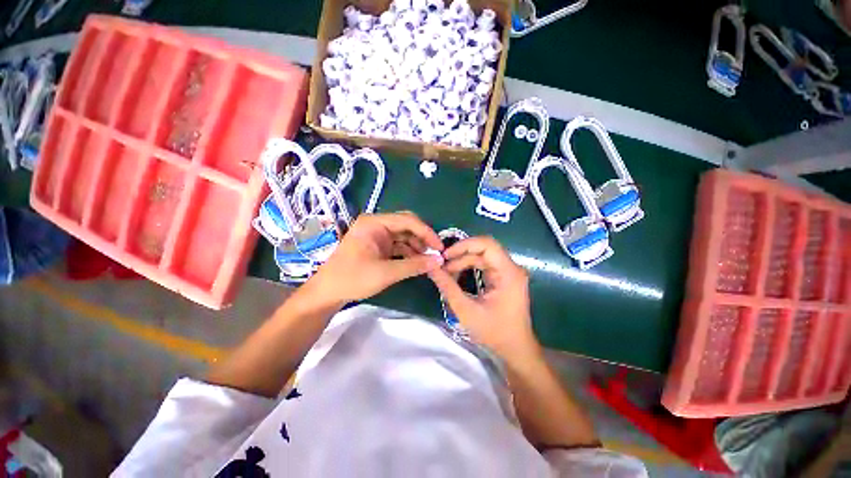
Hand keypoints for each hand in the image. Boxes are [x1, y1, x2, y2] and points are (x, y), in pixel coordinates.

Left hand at [310, 212, 444, 304]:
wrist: (327, 293)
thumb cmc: (353, 279)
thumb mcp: (386, 273)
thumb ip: (414, 266)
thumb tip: (439, 261)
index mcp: (374, 223)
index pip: (407, 220)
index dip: (426, 233)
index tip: (440, 247)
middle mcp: (377, 225)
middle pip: (407, 225)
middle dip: (423, 238)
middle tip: (436, 252)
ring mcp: (377, 236)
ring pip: (404, 236)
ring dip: (417, 247)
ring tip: (429, 260)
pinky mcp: (378, 247)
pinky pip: (399, 245)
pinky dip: (409, 253)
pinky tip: (418, 262)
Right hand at [428, 236, 539, 361]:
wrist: (515, 349)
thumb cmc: (494, 332)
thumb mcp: (466, 310)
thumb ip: (447, 287)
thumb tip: (431, 267)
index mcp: (508, 272)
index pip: (487, 244)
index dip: (464, 245)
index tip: (445, 255)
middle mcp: (511, 268)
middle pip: (483, 249)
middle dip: (460, 254)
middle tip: (442, 264)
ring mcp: (508, 272)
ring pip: (482, 256)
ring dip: (462, 261)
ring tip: (445, 272)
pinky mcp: (503, 277)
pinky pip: (484, 265)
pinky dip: (468, 267)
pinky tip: (456, 276)